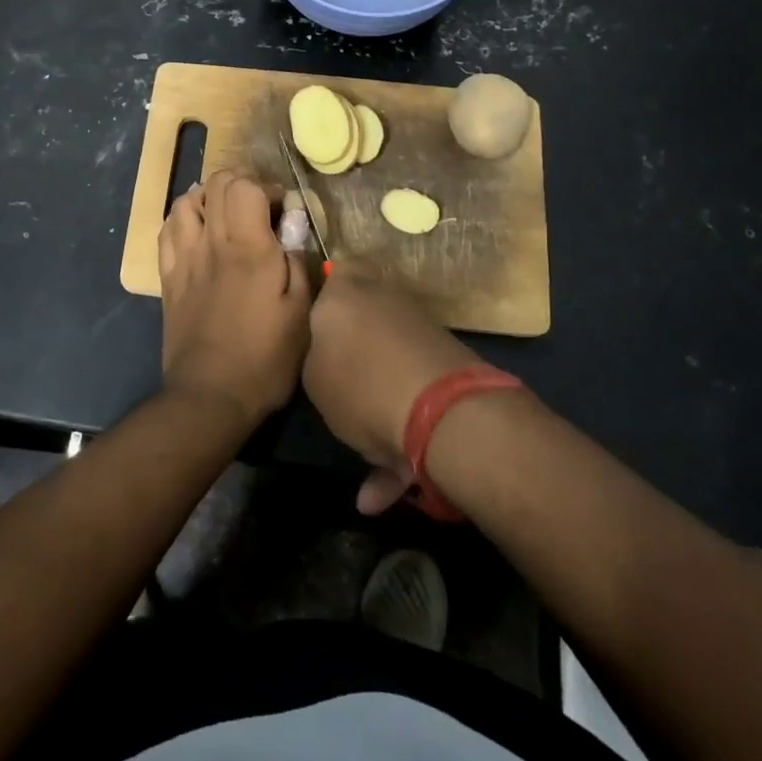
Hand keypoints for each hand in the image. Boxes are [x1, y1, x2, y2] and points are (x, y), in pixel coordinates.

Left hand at [159, 170, 311, 429]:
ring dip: (209, 197)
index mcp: (248, 247)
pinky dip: (184, 218)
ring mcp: (183, 258)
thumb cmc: (264, 357)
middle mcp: (211, 242)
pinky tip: (198, 231)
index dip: (266, 186)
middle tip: (259, 206)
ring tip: (226, 214)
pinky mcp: (168, 277)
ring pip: (186, 201)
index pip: (245, 185)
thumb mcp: (301, 313)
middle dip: (241, 183)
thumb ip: (299, 263)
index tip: (283, 208)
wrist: (209, 395)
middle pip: (216, 184)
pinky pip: (167, 230)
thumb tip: (292, 232)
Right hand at [302, 265, 483, 513]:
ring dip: (376, 406)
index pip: (337, 267)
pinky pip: (413, 401)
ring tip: (362, 456)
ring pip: (389, 365)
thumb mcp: (312, 372)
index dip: (327, 286)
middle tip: (334, 381)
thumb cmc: (358, 382)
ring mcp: (422, 332)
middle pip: (365, 315)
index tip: (314, 317)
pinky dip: (399, 442)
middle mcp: (387, 301)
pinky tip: (381, 493)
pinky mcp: (448, 368)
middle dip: (353, 348)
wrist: (442, 412)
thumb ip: (317, 355)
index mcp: (347, 291)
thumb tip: (330, 355)